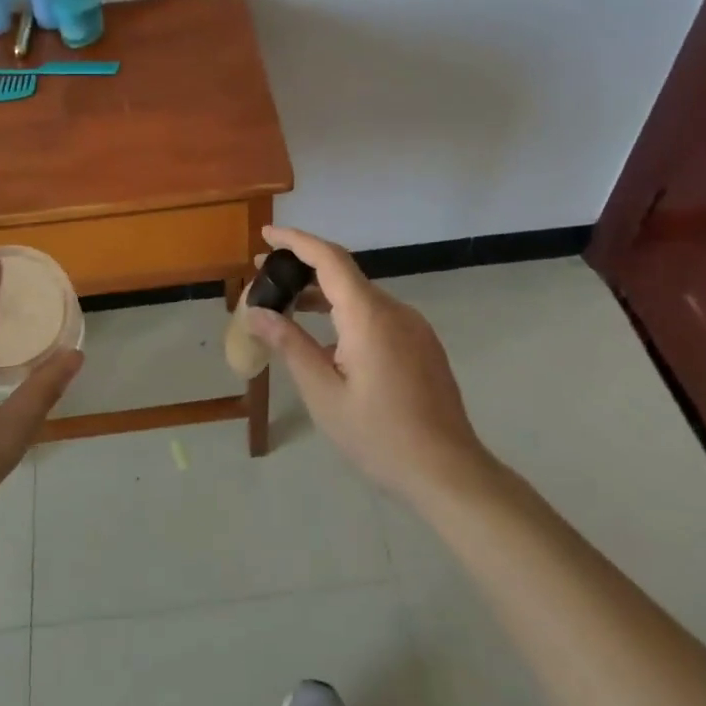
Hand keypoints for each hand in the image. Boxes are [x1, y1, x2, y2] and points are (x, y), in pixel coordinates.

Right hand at [246, 225, 491, 506]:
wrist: (449, 471)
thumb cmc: (379, 435)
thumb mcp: (323, 393)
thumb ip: (290, 345)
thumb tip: (256, 312)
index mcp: (369, 316)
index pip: (329, 259)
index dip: (296, 241)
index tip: (266, 233)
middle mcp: (395, 310)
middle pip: (345, 273)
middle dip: (304, 268)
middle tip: (266, 275)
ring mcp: (414, 327)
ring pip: (362, 295)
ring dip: (324, 293)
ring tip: (288, 305)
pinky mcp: (422, 345)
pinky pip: (378, 314)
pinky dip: (346, 312)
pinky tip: (328, 338)